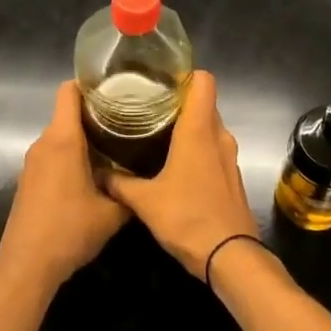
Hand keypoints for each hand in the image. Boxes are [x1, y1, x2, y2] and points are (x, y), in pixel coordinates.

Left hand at [0, 82, 129, 292]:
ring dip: (83, 139)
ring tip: (114, 148)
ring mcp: (32, 162)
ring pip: (60, 136)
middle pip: (67, 113)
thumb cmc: (69, 231)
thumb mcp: (112, 213)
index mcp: (63, 140)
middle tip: (126, 122)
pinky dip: (70, 156)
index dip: (89, 85)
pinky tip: (92, 174)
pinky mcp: (28, 179)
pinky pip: (52, 155)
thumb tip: (144, 181)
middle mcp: (44, 143)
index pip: (69, 91)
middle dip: (95, 114)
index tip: (115, 90)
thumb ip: (130, 191)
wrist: (27, 265)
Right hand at [104, 72, 258, 278]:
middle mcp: (218, 136)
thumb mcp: (145, 201)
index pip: (204, 81)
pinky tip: (175, 163)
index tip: (160, 80)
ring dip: (189, 127)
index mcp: (199, 130)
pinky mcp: (232, 176)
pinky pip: (214, 149)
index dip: (185, 74)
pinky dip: (198, 148)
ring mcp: (229, 157)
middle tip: (149, 106)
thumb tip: (97, 174)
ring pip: (210, 128)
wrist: (230, 256)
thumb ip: (119, 184)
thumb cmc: (187, 218)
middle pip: (205, 103)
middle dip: (180, 101)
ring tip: (158, 133)